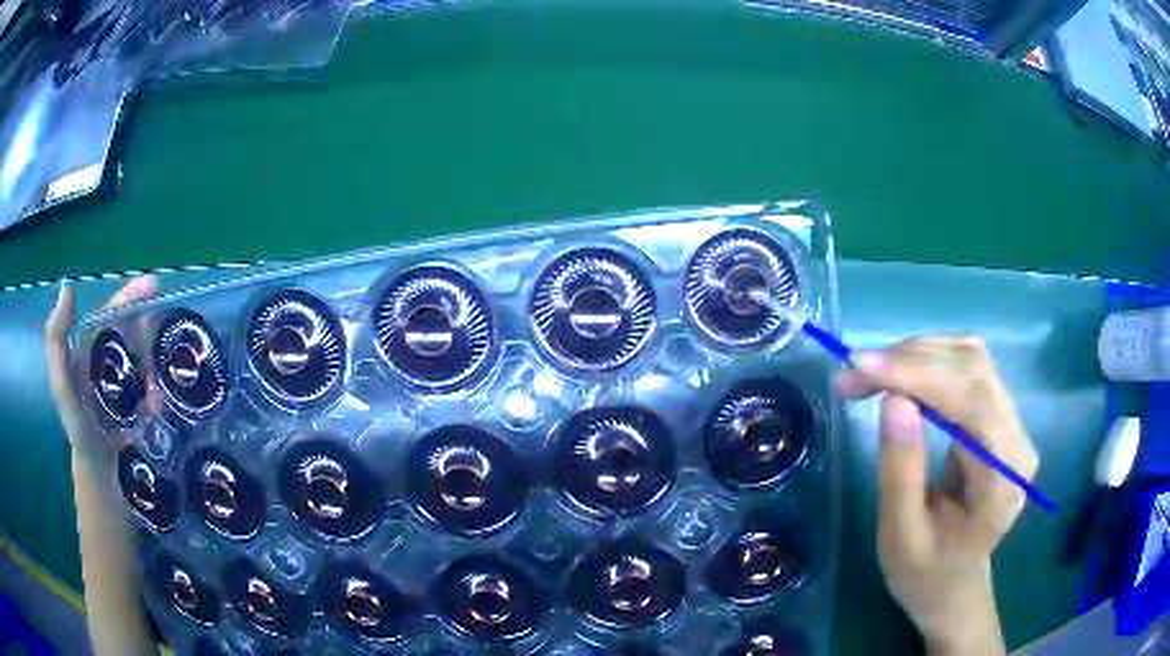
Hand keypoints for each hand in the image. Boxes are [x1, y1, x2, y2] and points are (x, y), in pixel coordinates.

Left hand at [45, 276, 157, 458]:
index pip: (114, 311)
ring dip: (160, 364)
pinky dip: (164, 390)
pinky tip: (164, 402)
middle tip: (170, 336)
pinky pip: (159, 385)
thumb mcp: (61, 384)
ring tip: (164, 383)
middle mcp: (113, 353)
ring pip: (151, 357)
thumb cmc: (78, 425)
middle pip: (137, 329)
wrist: (99, 469)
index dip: (131, 296)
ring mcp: (131, 376)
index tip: (155, 288)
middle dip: (154, 330)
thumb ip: (56, 341)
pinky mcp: (144, 399)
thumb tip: (68, 290)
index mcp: (94, 343)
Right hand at [837, 335, 1038, 655]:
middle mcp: (1017, 438)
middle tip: (852, 373)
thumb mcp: (901, 535)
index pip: (972, 400)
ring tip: (868, 373)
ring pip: (969, 358)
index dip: (919, 373)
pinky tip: (896, 376)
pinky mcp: (996, 415)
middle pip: (973, 368)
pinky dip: (925, 362)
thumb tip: (893, 398)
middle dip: (910, 359)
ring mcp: (1010, 422)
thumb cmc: (926, 572)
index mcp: (1004, 476)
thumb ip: (901, 471)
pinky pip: (965, 368)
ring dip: (916, 355)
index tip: (860, 365)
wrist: (954, 583)